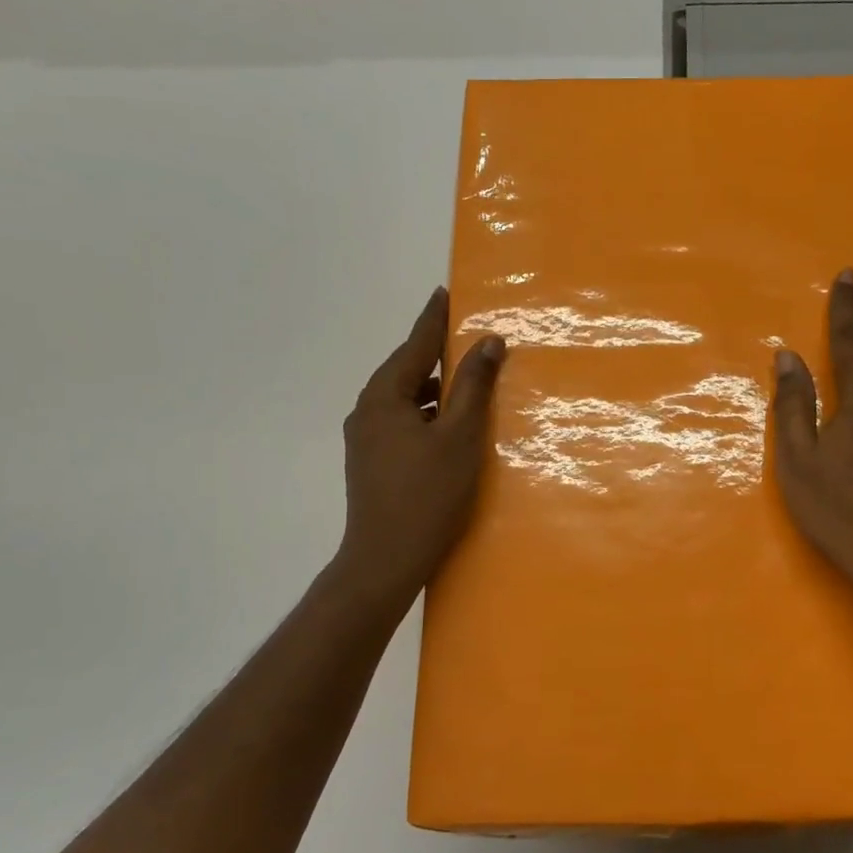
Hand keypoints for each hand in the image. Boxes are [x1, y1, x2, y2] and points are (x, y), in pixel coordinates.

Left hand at [335, 286, 504, 601]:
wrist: (385, 560)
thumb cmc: (428, 494)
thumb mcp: (460, 436)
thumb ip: (474, 386)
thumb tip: (488, 342)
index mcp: (384, 396)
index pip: (416, 345)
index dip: (434, 319)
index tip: (444, 292)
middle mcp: (366, 410)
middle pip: (406, 370)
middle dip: (435, 354)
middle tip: (464, 336)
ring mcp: (364, 438)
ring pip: (404, 399)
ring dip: (433, 388)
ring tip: (464, 381)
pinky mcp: (370, 462)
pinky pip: (401, 421)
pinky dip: (426, 413)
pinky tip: (447, 425)